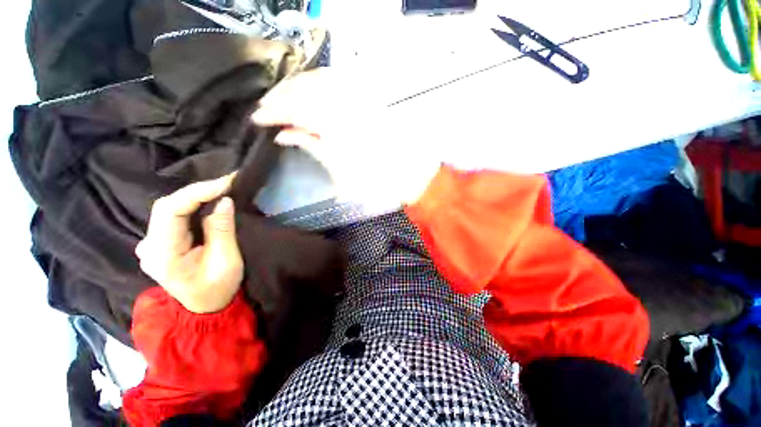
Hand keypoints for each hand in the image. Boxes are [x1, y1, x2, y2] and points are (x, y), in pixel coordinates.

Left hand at [135, 174, 242, 313]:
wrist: (205, 308)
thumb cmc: (218, 288)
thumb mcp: (226, 261)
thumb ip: (222, 230)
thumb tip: (224, 200)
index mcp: (162, 254)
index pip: (170, 210)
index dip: (197, 191)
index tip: (226, 183)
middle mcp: (148, 246)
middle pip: (167, 206)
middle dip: (199, 191)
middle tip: (228, 183)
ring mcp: (151, 244)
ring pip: (169, 209)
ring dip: (196, 197)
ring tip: (222, 189)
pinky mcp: (159, 243)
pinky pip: (173, 216)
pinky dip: (192, 205)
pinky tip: (208, 202)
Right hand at [252, 68, 439, 205]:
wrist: (409, 171)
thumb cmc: (375, 179)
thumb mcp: (338, 169)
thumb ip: (311, 145)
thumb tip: (284, 133)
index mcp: (335, 125)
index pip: (293, 109)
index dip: (272, 112)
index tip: (256, 118)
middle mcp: (344, 103)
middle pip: (302, 89)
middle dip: (279, 97)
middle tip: (265, 108)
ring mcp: (357, 97)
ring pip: (317, 79)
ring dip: (295, 86)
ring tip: (281, 97)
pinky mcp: (366, 97)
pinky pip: (336, 80)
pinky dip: (316, 81)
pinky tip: (307, 89)